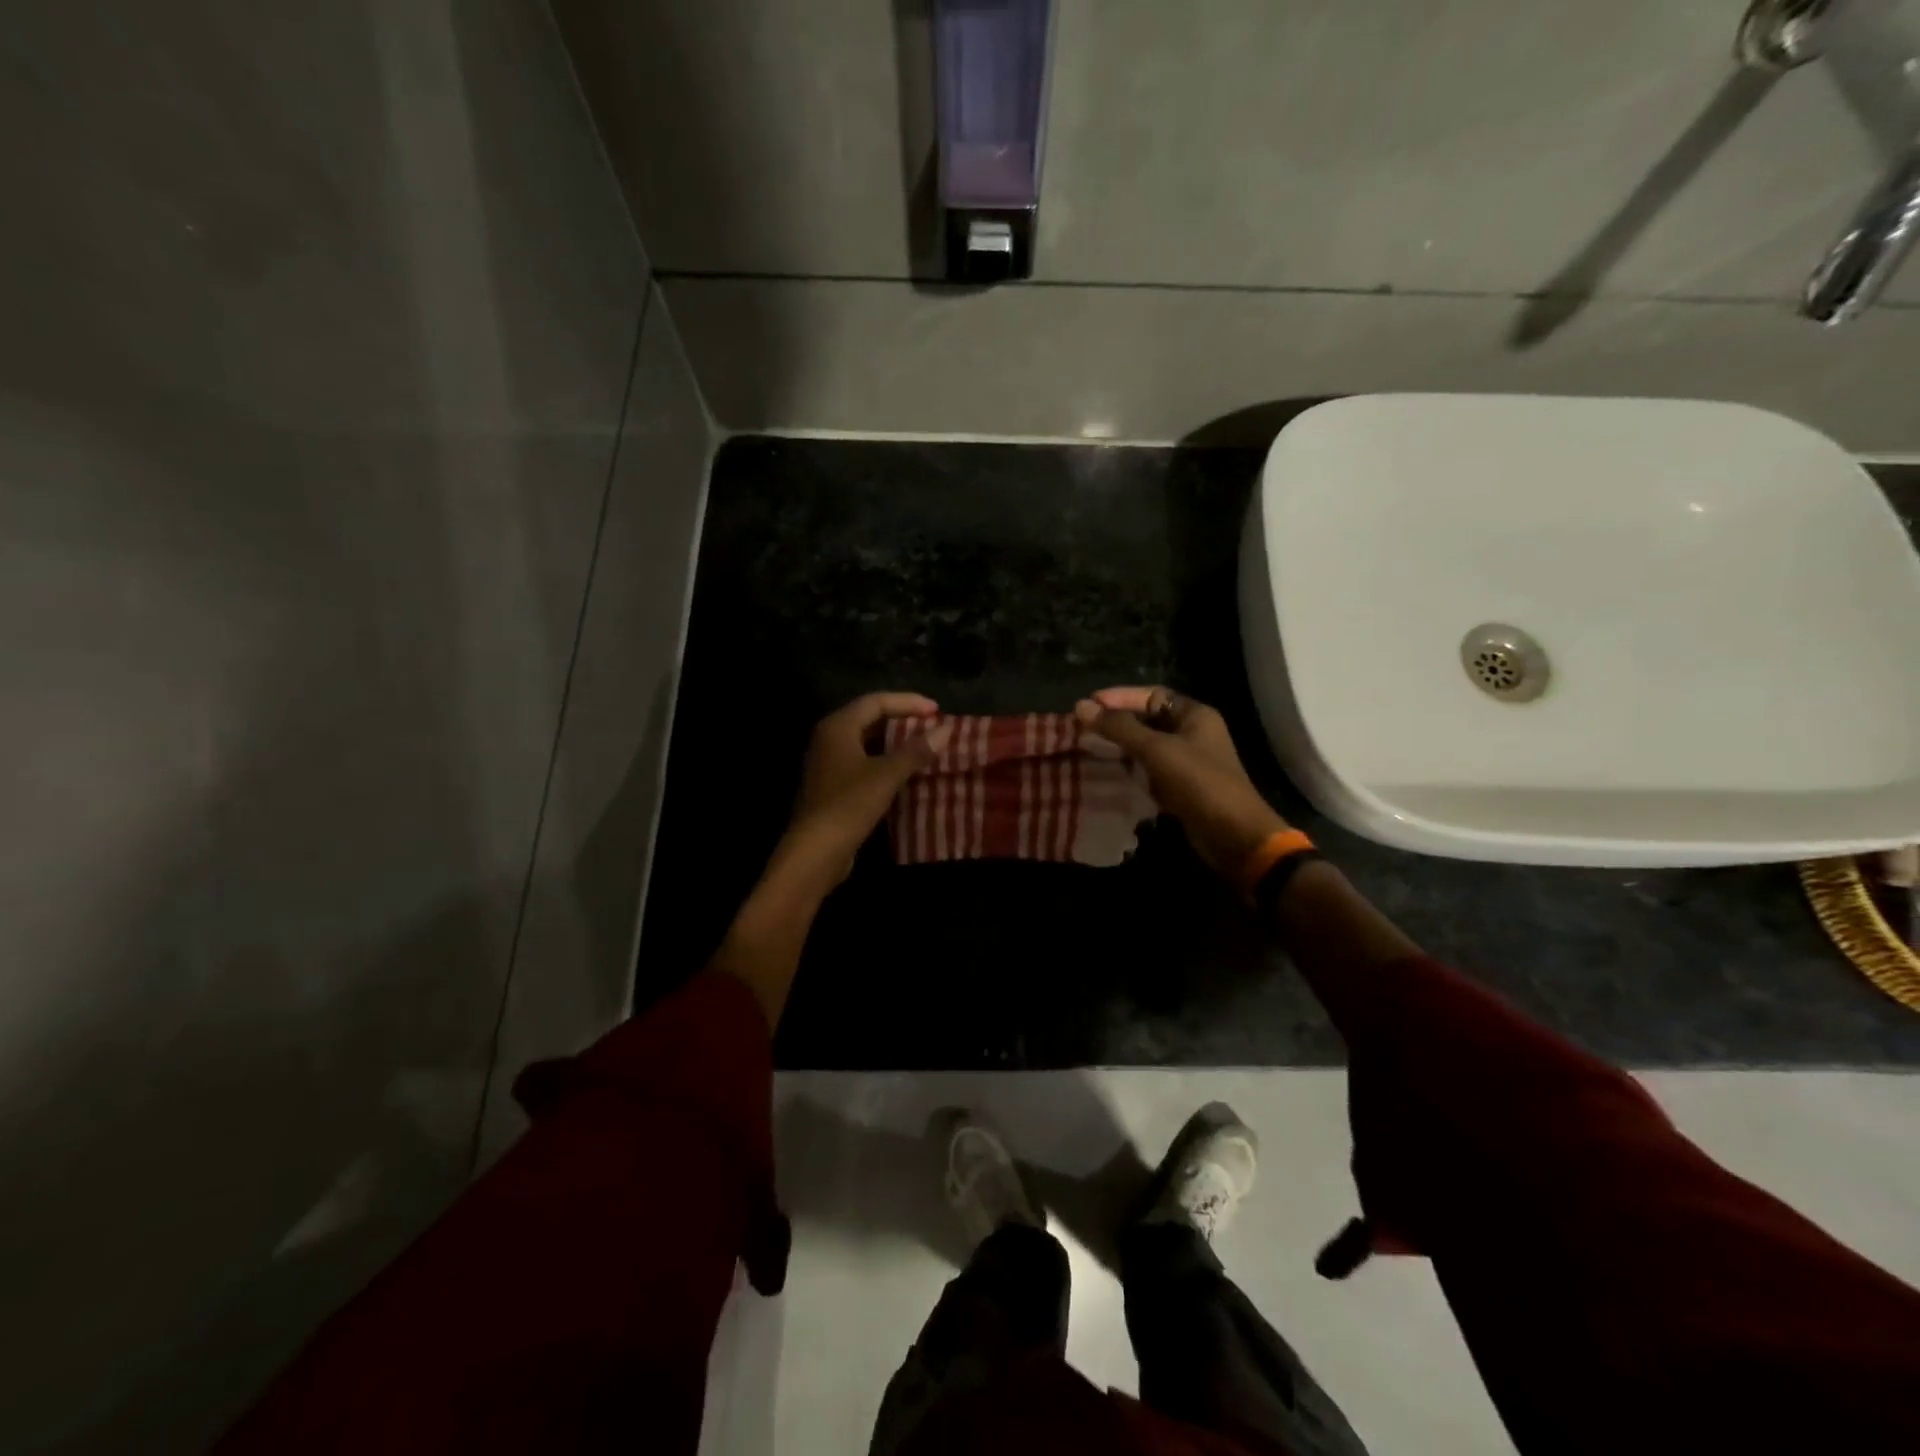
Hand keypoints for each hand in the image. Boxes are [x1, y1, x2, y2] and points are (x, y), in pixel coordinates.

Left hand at [779, 692, 951, 887]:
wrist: (815, 851)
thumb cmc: (849, 805)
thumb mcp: (887, 775)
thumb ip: (916, 750)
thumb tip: (946, 729)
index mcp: (838, 726)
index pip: (876, 701)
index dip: (908, 702)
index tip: (937, 710)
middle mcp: (829, 738)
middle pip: (869, 718)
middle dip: (902, 719)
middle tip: (932, 725)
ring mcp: (828, 762)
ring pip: (866, 741)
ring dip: (895, 741)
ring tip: (924, 745)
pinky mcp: (833, 785)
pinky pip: (863, 761)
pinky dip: (885, 760)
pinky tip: (905, 771)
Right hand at [1074, 686, 1287, 879]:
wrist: (1233, 835)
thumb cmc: (1199, 783)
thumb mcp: (1156, 750)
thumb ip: (1119, 728)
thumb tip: (1081, 706)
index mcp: (1194, 715)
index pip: (1150, 695)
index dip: (1119, 697)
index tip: (1088, 705)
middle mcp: (1193, 733)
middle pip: (1148, 719)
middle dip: (1117, 722)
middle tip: (1083, 726)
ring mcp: (1188, 761)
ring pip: (1147, 745)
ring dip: (1121, 746)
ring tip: (1089, 747)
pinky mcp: (1182, 786)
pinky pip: (1151, 769)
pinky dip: (1131, 768)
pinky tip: (1109, 772)